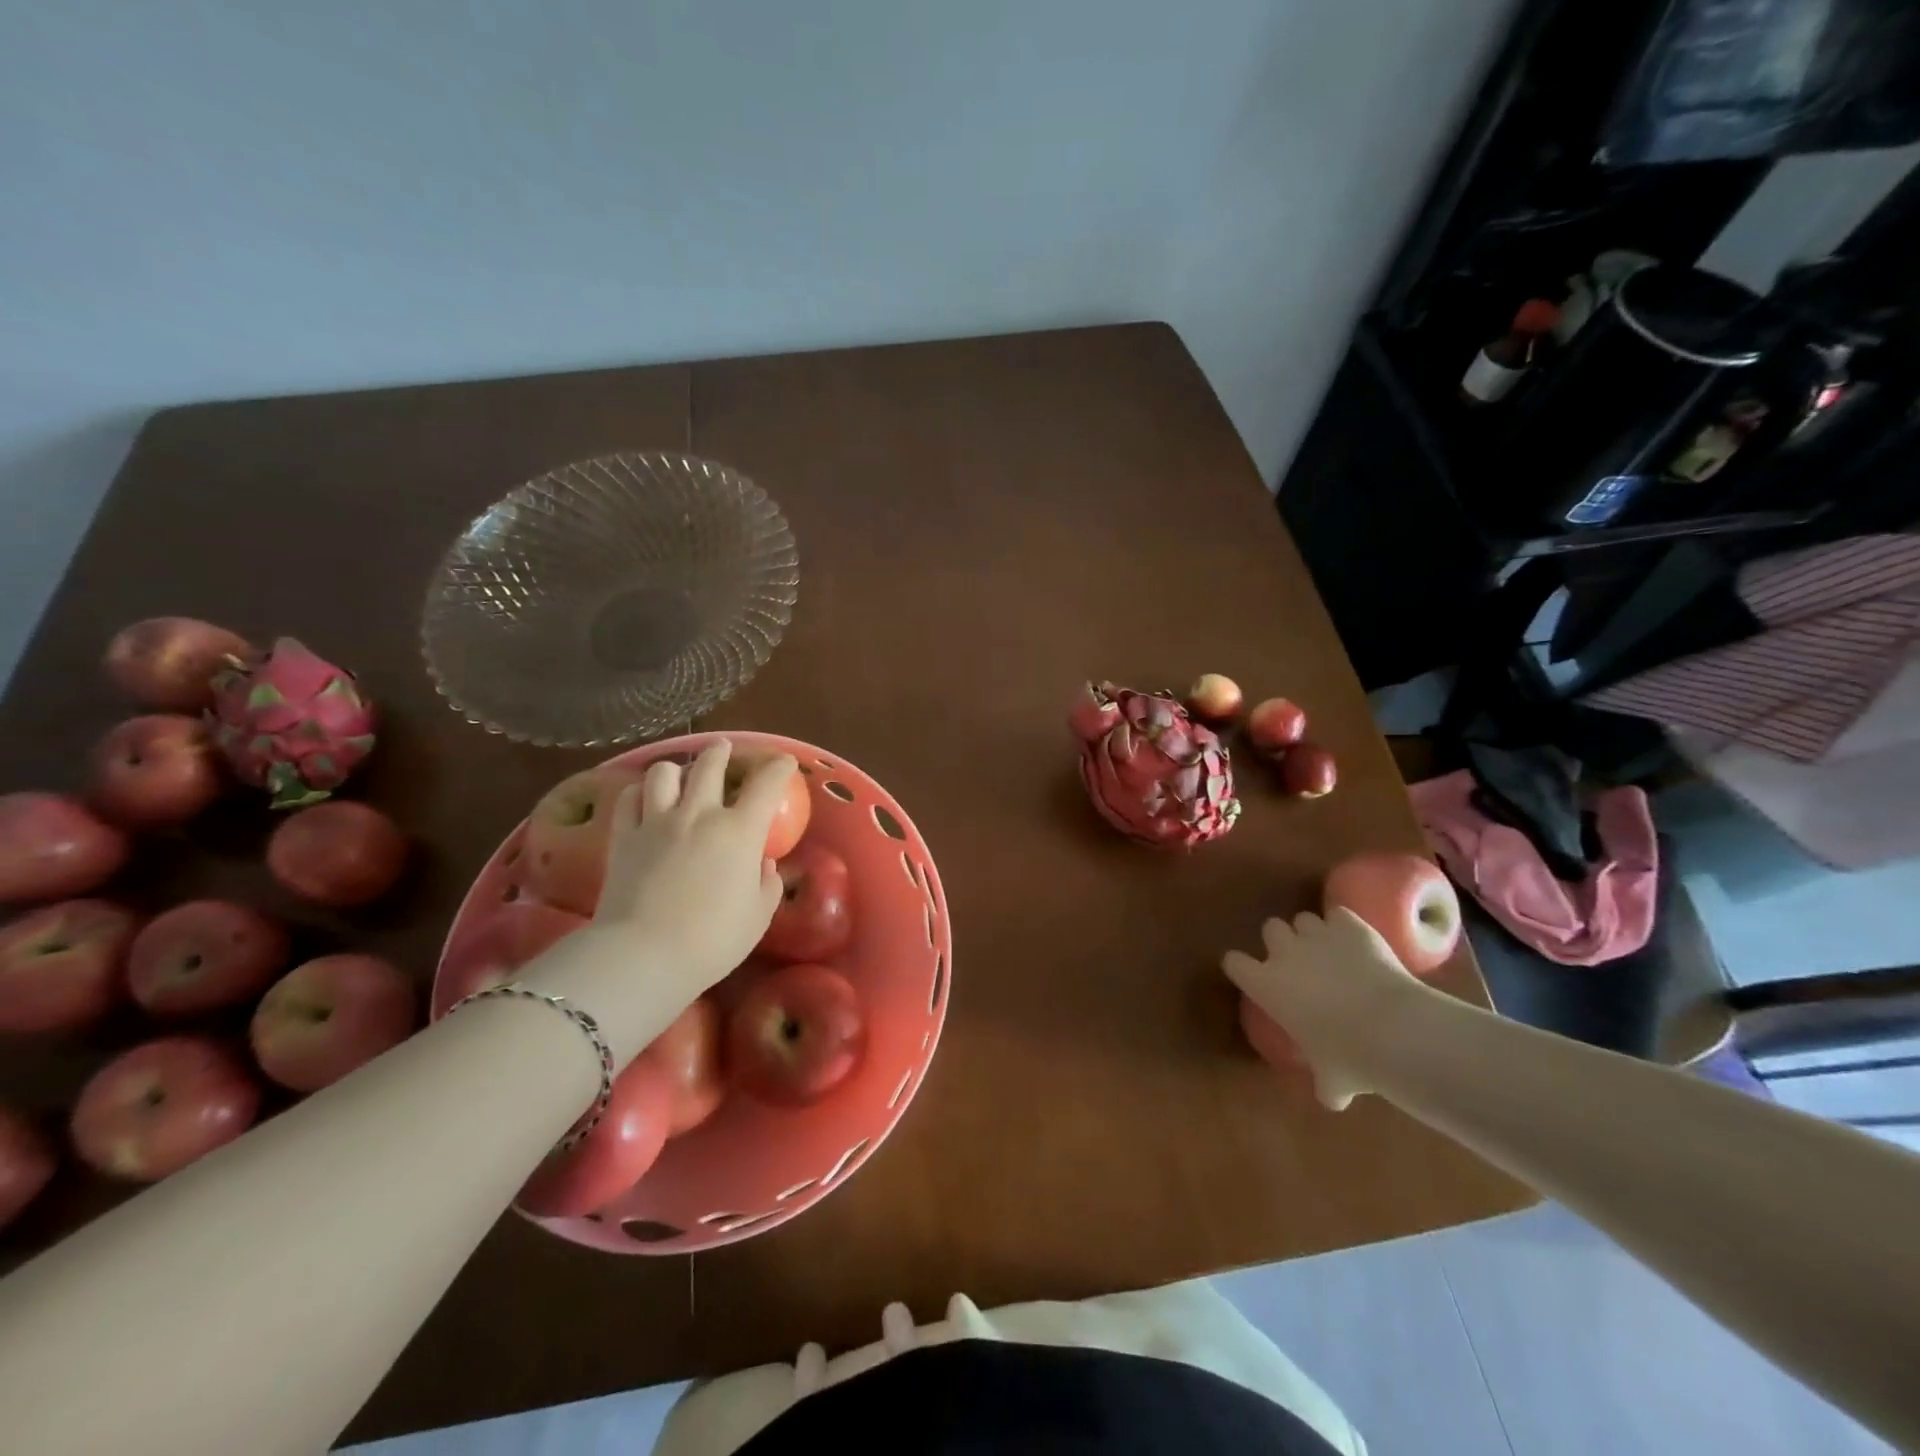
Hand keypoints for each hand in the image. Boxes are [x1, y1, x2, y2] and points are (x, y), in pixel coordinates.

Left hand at [595, 741, 794, 984]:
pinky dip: (639, 792)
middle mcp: (699, 814)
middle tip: (724, 748)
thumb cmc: (712, 940)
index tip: (785, 762)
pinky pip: (628, 799)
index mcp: (740, 831)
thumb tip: (764, 865)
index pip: (767, 784)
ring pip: (664, 773)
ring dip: (675, 769)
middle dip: (721, 752)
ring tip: (679, 774)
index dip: (779, 767)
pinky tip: (643, 799)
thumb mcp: (757, 917)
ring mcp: (657, 822)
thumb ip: (767, 885)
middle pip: (710, 765)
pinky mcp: (623, 837)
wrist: (643, 955)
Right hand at [1221, 909, 1427, 1109]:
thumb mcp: (1330, 1079)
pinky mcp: (1350, 926)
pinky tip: (1358, 943)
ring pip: (1304, 919)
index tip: (1253, 976)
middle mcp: (1284, 952)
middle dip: (1283, 941)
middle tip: (1300, 963)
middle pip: (1270, 928)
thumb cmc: (1349, 1058)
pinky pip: (1339, 915)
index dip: (1243, 967)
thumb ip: (1323, 1082)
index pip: (1234, 963)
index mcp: (1265, 985)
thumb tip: (1330, 1095)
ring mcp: (1317, 935)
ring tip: (1332, 951)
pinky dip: (1346, 927)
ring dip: (1314, 933)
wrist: (1393, 1029)